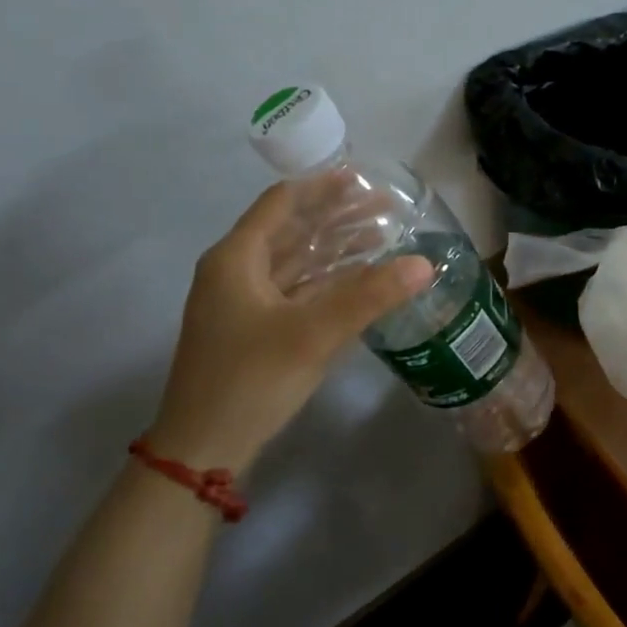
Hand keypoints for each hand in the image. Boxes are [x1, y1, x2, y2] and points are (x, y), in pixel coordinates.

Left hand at [148, 183, 432, 474]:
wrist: (202, 450)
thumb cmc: (250, 379)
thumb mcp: (313, 333)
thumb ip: (370, 295)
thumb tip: (424, 264)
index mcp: (237, 258)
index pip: (282, 203)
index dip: (322, 186)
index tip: (363, 177)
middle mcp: (236, 272)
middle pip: (292, 230)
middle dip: (338, 216)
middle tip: (386, 207)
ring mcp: (243, 303)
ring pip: (296, 261)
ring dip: (335, 248)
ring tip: (382, 237)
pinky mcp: (254, 329)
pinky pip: (296, 290)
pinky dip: (327, 280)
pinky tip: (359, 280)